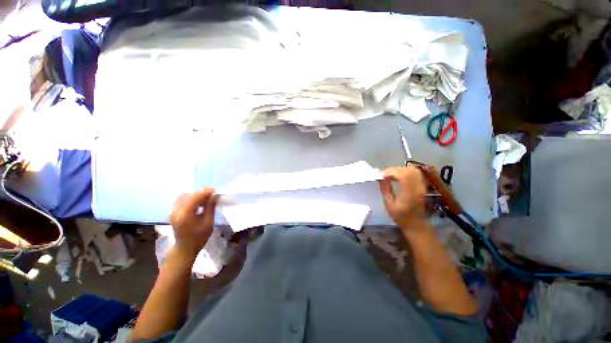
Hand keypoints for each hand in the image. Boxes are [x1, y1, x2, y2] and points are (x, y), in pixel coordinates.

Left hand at [169, 189, 217, 258]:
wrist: (185, 248)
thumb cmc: (199, 237)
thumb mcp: (208, 222)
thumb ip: (210, 207)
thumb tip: (213, 196)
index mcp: (185, 214)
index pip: (195, 197)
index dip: (206, 192)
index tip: (215, 191)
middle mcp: (176, 211)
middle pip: (188, 194)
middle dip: (201, 192)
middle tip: (212, 194)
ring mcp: (172, 211)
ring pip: (183, 196)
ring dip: (195, 194)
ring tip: (205, 198)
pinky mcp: (173, 212)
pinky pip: (180, 200)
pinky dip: (190, 198)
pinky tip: (197, 202)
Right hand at [379, 166, 427, 229]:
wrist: (416, 223)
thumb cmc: (400, 216)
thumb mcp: (389, 204)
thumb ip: (385, 189)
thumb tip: (380, 178)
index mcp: (409, 194)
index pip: (403, 175)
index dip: (391, 172)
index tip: (381, 175)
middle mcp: (418, 188)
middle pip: (408, 170)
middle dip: (394, 170)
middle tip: (385, 175)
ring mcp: (422, 186)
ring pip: (413, 170)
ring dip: (400, 169)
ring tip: (391, 175)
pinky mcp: (422, 185)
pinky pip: (415, 173)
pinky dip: (405, 171)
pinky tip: (398, 177)